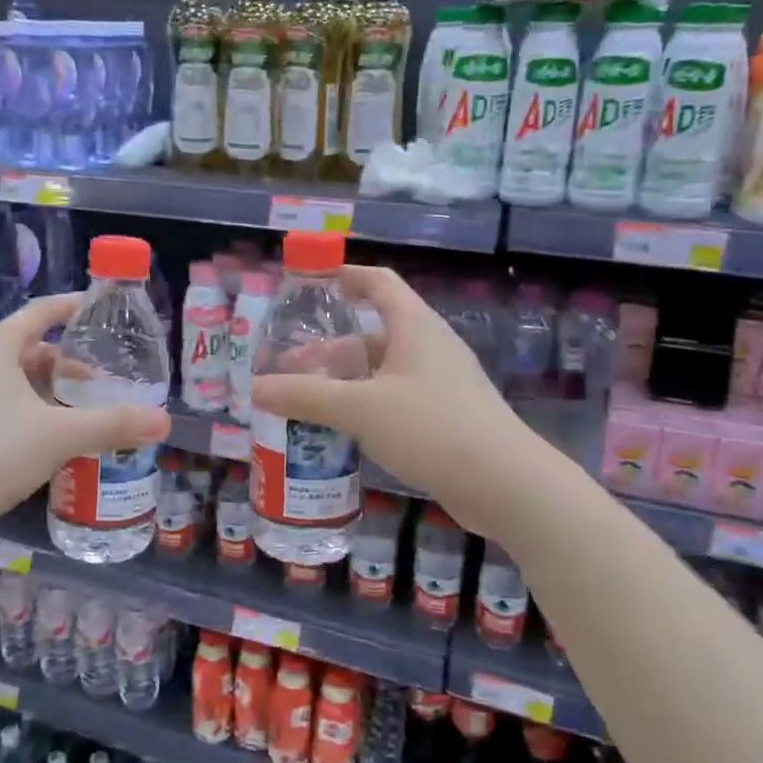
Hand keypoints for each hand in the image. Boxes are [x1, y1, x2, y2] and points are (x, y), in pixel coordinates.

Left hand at [0, 293, 171, 539]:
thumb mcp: (57, 436)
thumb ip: (111, 425)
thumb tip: (164, 420)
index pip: (42, 311)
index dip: (74, 307)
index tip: (105, 311)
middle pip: (34, 347)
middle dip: (72, 360)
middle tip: (108, 376)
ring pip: (21, 379)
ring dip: (54, 390)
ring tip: (89, 409)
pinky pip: (9, 403)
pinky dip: (37, 410)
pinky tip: (57, 438)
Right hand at [249, 265, 520, 534]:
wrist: (507, 486)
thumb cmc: (432, 428)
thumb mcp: (360, 409)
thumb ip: (305, 397)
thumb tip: (255, 388)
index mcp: (415, 326)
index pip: (378, 282)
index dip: (344, 276)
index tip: (307, 285)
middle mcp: (429, 347)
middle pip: (373, 332)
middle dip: (329, 347)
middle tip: (290, 366)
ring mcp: (441, 384)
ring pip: (382, 371)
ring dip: (345, 382)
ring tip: (306, 401)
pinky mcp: (446, 418)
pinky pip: (395, 400)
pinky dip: (365, 407)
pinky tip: (342, 432)